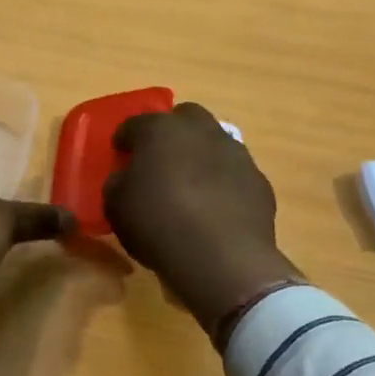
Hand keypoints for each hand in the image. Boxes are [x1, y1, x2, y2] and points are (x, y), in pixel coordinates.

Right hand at [103, 102, 300, 338]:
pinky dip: (224, 182)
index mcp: (159, 130)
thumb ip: (118, 183)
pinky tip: (216, 208)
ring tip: (191, 185)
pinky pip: (234, 173)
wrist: (221, 258)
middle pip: (184, 117)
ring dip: (201, 155)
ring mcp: (235, 152)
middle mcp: (200, 130)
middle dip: (171, 132)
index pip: (135, 124)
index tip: (120, 155)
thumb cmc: (158, 224)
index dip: (125, 139)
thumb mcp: (116, 206)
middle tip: (160, 159)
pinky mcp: (258, 180)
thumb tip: (126, 178)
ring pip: (214, 142)